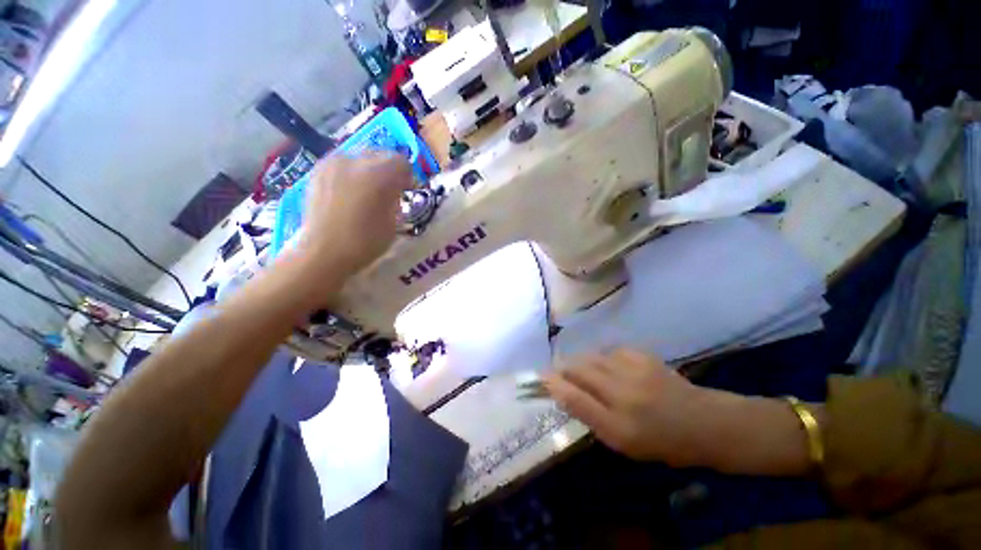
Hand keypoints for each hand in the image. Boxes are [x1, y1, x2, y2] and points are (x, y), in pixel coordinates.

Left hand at [297, 152, 413, 274]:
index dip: (408, 177)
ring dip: (370, 170)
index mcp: (379, 174)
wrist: (324, 252)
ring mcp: (333, 163)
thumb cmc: (366, 241)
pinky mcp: (318, 171)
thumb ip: (396, 199)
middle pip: (381, 154)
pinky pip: (342, 164)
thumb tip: (395, 191)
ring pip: (360, 157)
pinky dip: (351, 173)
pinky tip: (350, 193)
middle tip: (389, 191)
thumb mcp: (394, 221)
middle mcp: (355, 160)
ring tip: (368, 192)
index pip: (401, 162)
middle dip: (389, 170)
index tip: (406, 192)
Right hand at [544, 349, 716, 465]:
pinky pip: (610, 351)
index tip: (540, 378)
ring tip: (583, 371)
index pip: (574, 398)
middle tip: (558, 373)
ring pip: (591, 357)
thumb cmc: (660, 441)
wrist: (702, 422)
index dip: (553, 385)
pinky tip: (610, 367)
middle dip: (563, 368)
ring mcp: (634, 370)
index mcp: (618, 425)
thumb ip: (589, 416)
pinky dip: (603, 358)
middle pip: (579, 370)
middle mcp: (624, 395)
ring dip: (582, 363)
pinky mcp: (642, 355)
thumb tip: (562, 393)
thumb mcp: (622, 442)